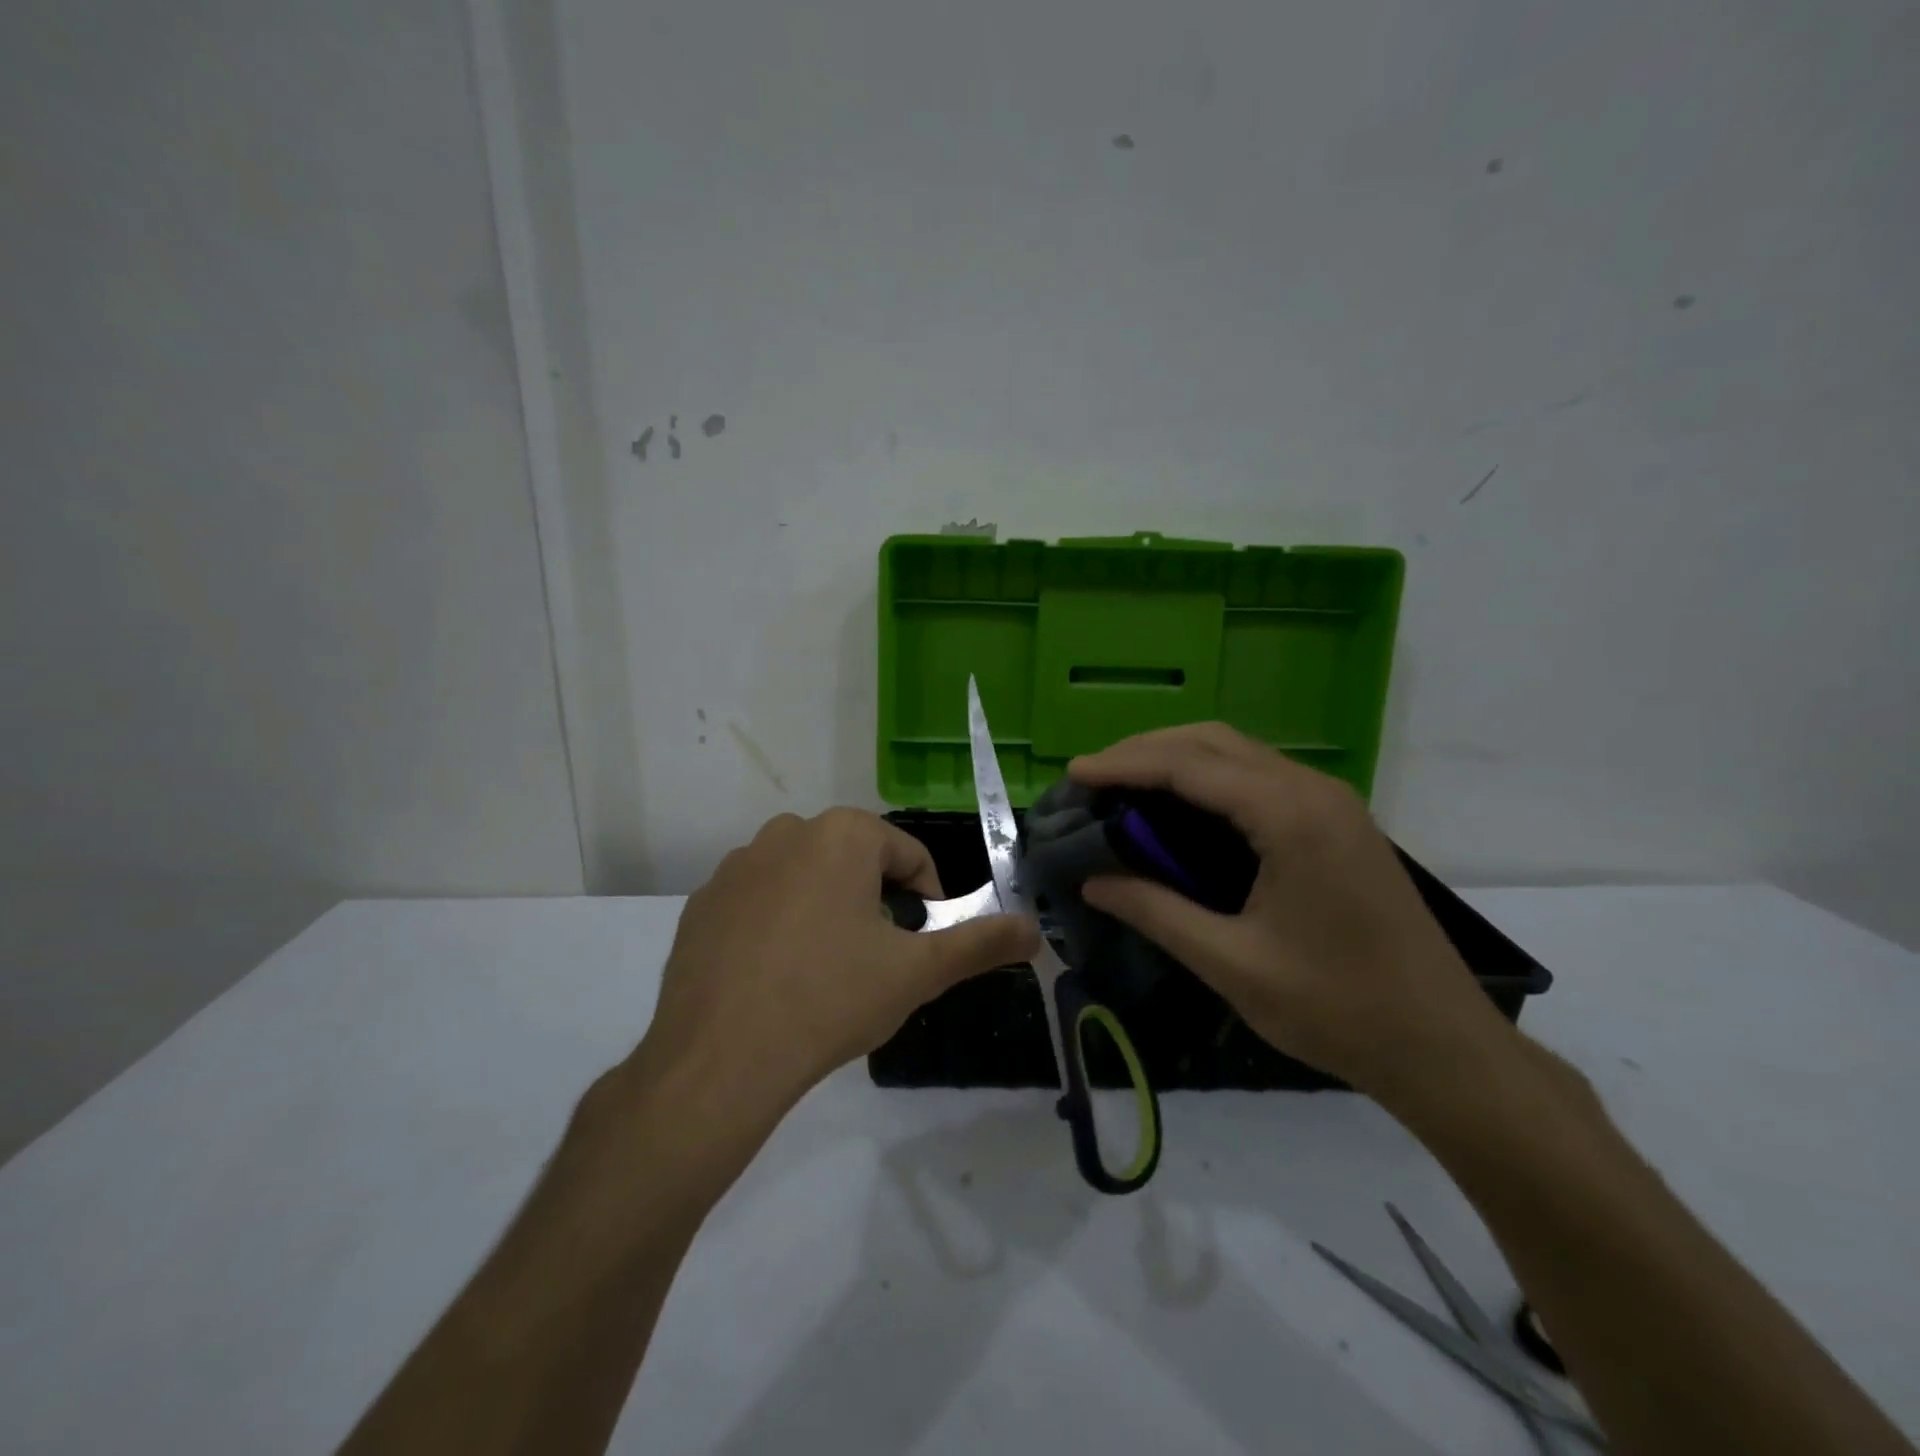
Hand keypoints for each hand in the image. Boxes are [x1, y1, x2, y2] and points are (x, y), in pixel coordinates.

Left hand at [634, 808, 1038, 1121]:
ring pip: (804, 875)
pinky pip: (758, 899)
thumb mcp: (917, 973)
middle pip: (853, 859)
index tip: (923, 941)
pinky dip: (777, 922)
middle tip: (877, 956)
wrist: (719, 1059)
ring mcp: (736, 865)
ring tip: (827, 967)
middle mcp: (786, 832)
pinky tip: (776, 975)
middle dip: (875, 899)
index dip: (927, 896)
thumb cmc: (830, 999)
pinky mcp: (702, 902)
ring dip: (826, 906)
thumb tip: (1034, 930)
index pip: (907, 853)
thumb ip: (980, 944)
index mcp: (842, 834)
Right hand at [1070, 725, 1512, 1107]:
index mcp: (1289, 815)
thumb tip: (1092, 882)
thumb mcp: (1231, 963)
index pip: (1188, 767)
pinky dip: (1210, 780)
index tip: (1073, 773)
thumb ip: (1156, 912)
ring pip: (1238, 754)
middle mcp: (1312, 790)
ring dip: (1178, 760)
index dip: (1124, 765)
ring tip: (1125, 787)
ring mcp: (1331, 803)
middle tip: (1094, 777)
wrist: (1443, 1046)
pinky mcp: (1338, 823)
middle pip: (1213, 743)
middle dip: (1146, 751)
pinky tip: (1182, 808)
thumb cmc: (1336, 1007)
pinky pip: (1260, 778)